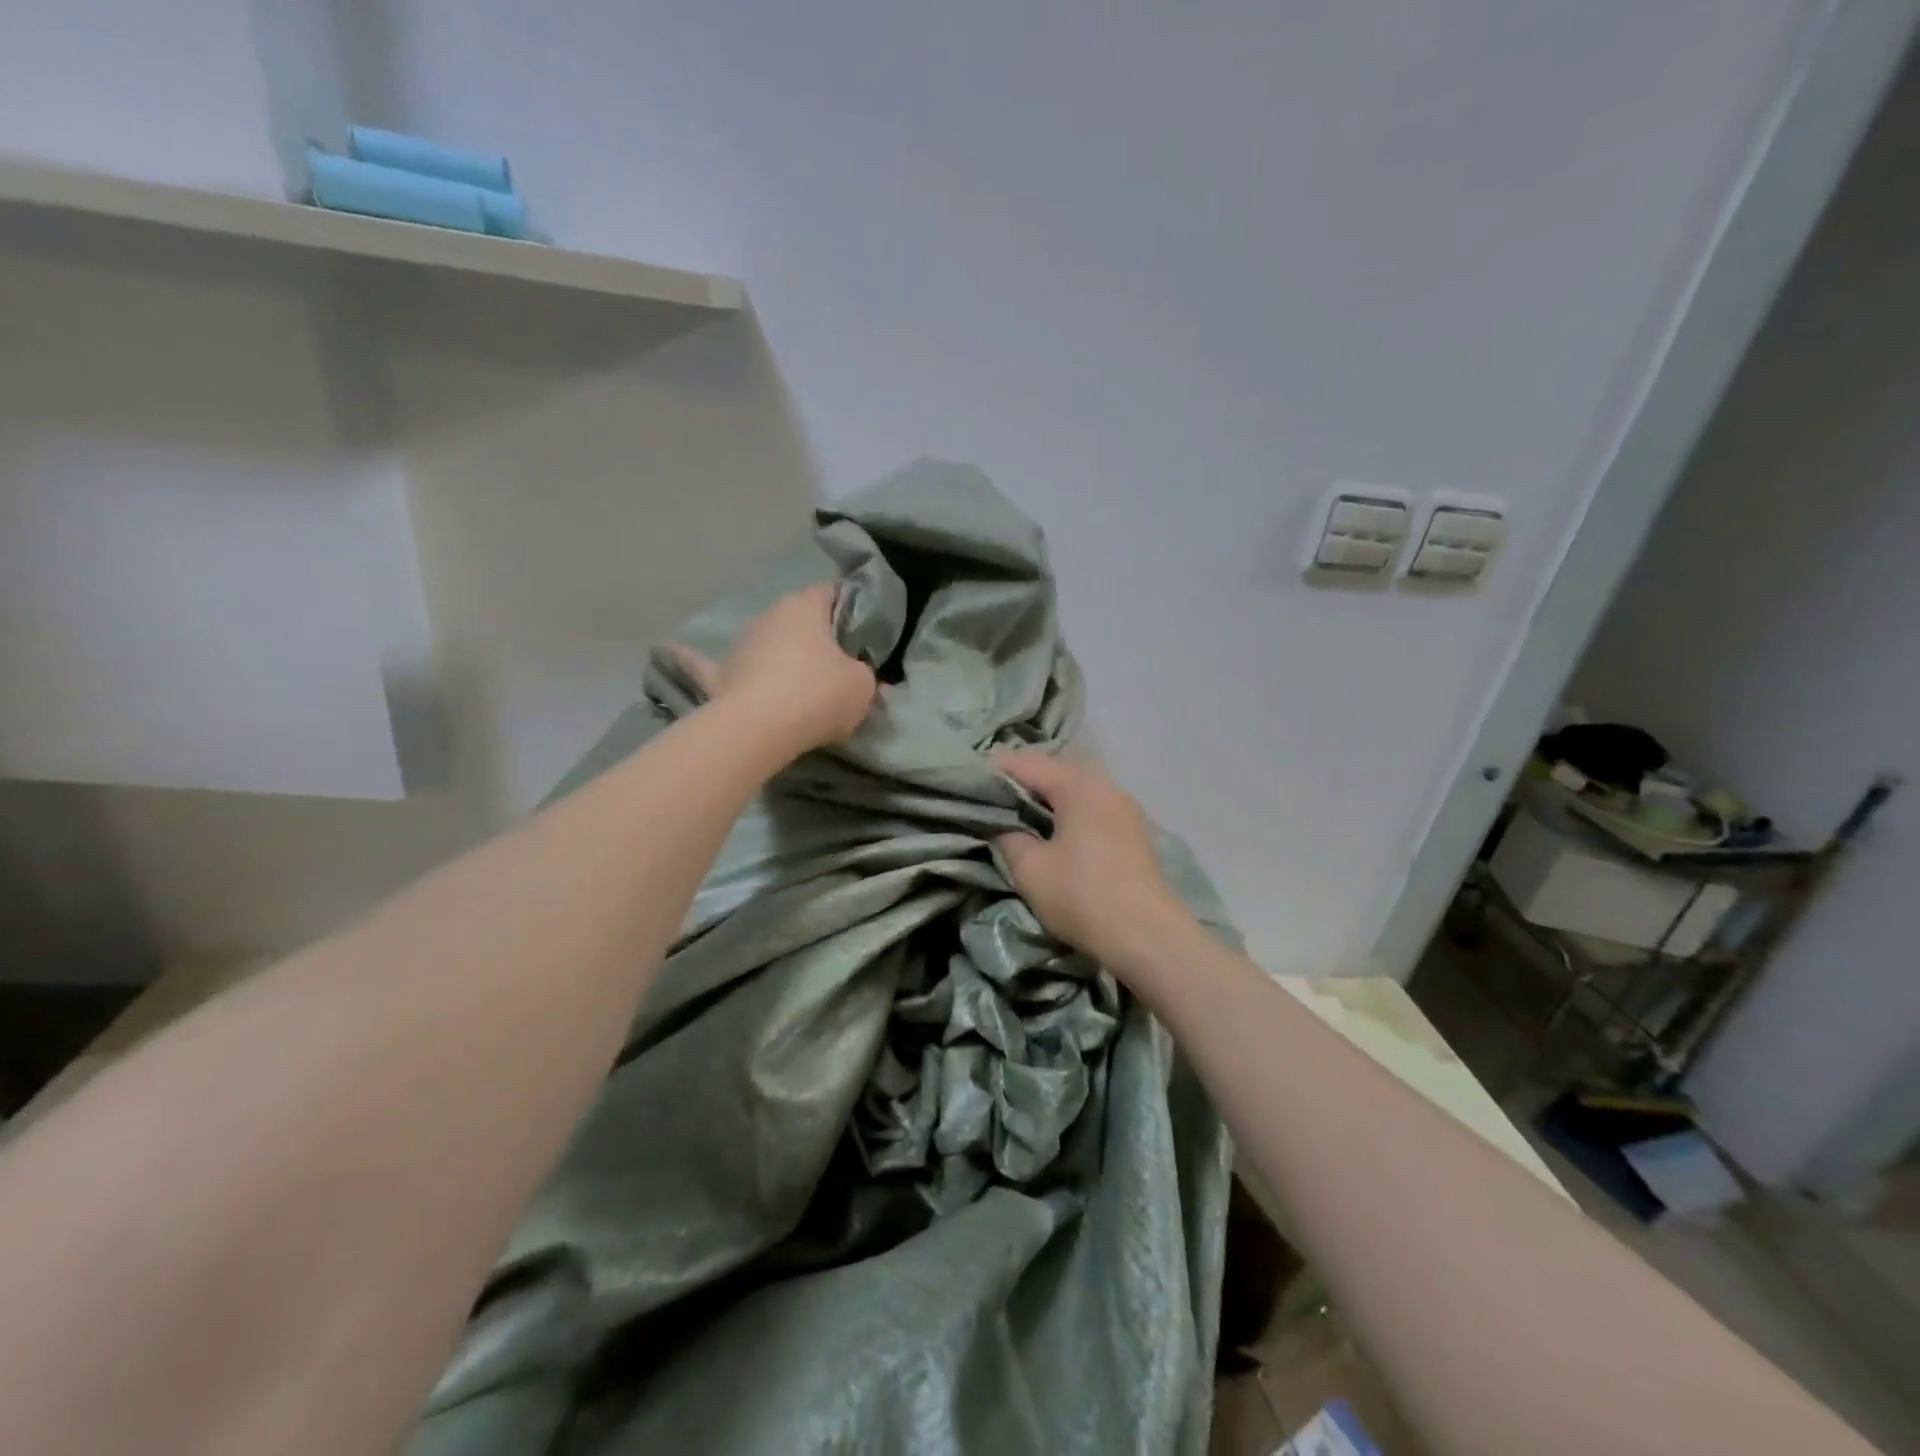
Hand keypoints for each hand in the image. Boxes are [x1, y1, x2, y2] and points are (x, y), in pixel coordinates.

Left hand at [672, 583, 877, 752]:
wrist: (761, 729)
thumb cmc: (819, 694)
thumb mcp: (862, 686)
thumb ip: (864, 674)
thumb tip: (859, 675)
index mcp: (805, 606)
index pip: (832, 592)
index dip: (850, 609)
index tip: (862, 632)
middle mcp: (768, 616)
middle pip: (798, 619)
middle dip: (815, 636)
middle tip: (837, 663)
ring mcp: (739, 644)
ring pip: (764, 642)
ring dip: (776, 655)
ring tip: (794, 682)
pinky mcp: (716, 675)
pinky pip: (702, 664)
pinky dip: (690, 659)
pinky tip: (666, 650)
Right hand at [993, 752, 1196, 976]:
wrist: (1147, 937)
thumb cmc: (1082, 896)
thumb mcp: (1030, 869)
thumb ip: (1008, 838)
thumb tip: (1003, 828)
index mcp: (1078, 785)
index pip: (1027, 763)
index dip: (994, 769)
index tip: (968, 780)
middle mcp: (1105, 786)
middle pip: (1054, 770)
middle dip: (1021, 779)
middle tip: (990, 796)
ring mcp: (1124, 808)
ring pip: (1075, 788)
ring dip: (1046, 796)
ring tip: (1018, 813)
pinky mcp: (1133, 831)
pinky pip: (1091, 807)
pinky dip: (1067, 810)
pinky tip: (1053, 829)